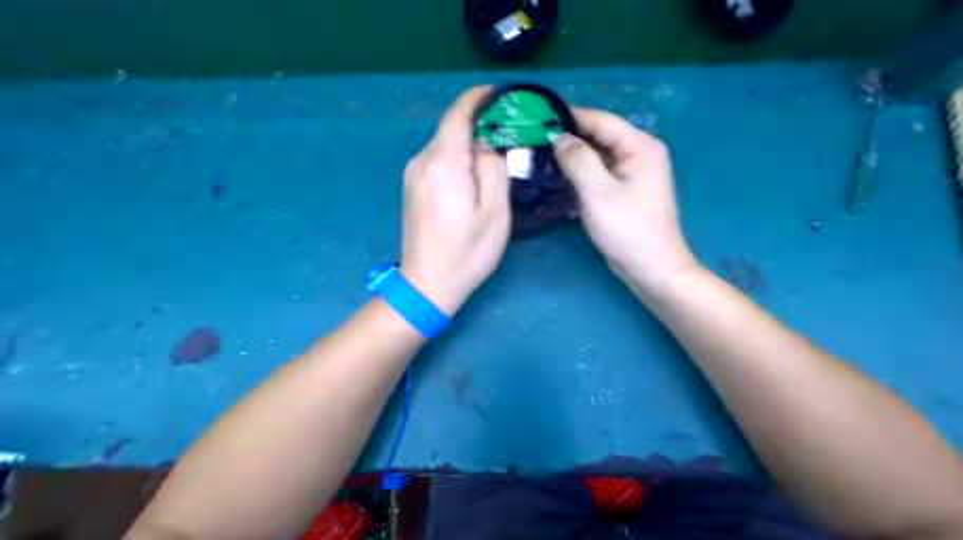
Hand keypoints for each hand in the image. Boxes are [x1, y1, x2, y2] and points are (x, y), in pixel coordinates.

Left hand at [399, 86, 509, 312]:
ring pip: (443, 145)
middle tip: (508, 131)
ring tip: (494, 154)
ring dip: (467, 142)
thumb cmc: (467, 251)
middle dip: (478, 123)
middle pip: (450, 128)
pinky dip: (456, 157)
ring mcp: (413, 174)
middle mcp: (422, 161)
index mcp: (444, 162)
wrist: (427, 283)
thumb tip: (487, 143)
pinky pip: (436, 160)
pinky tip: (471, 173)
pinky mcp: (411, 187)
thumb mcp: (494, 211)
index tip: (499, 94)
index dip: (477, 98)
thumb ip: (493, 168)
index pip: (457, 114)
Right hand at [552, 107, 696, 293]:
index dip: (571, 118)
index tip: (539, 119)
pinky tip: (558, 183)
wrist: (651, 268)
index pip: (601, 121)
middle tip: (535, 143)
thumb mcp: (598, 192)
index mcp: (640, 146)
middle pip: (599, 138)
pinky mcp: (624, 192)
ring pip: (597, 158)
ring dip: (572, 160)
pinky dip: (580, 177)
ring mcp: (633, 174)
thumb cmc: (627, 228)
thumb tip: (559, 137)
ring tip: (540, 160)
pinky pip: (599, 176)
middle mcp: (639, 154)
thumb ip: (578, 159)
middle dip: (569, 140)